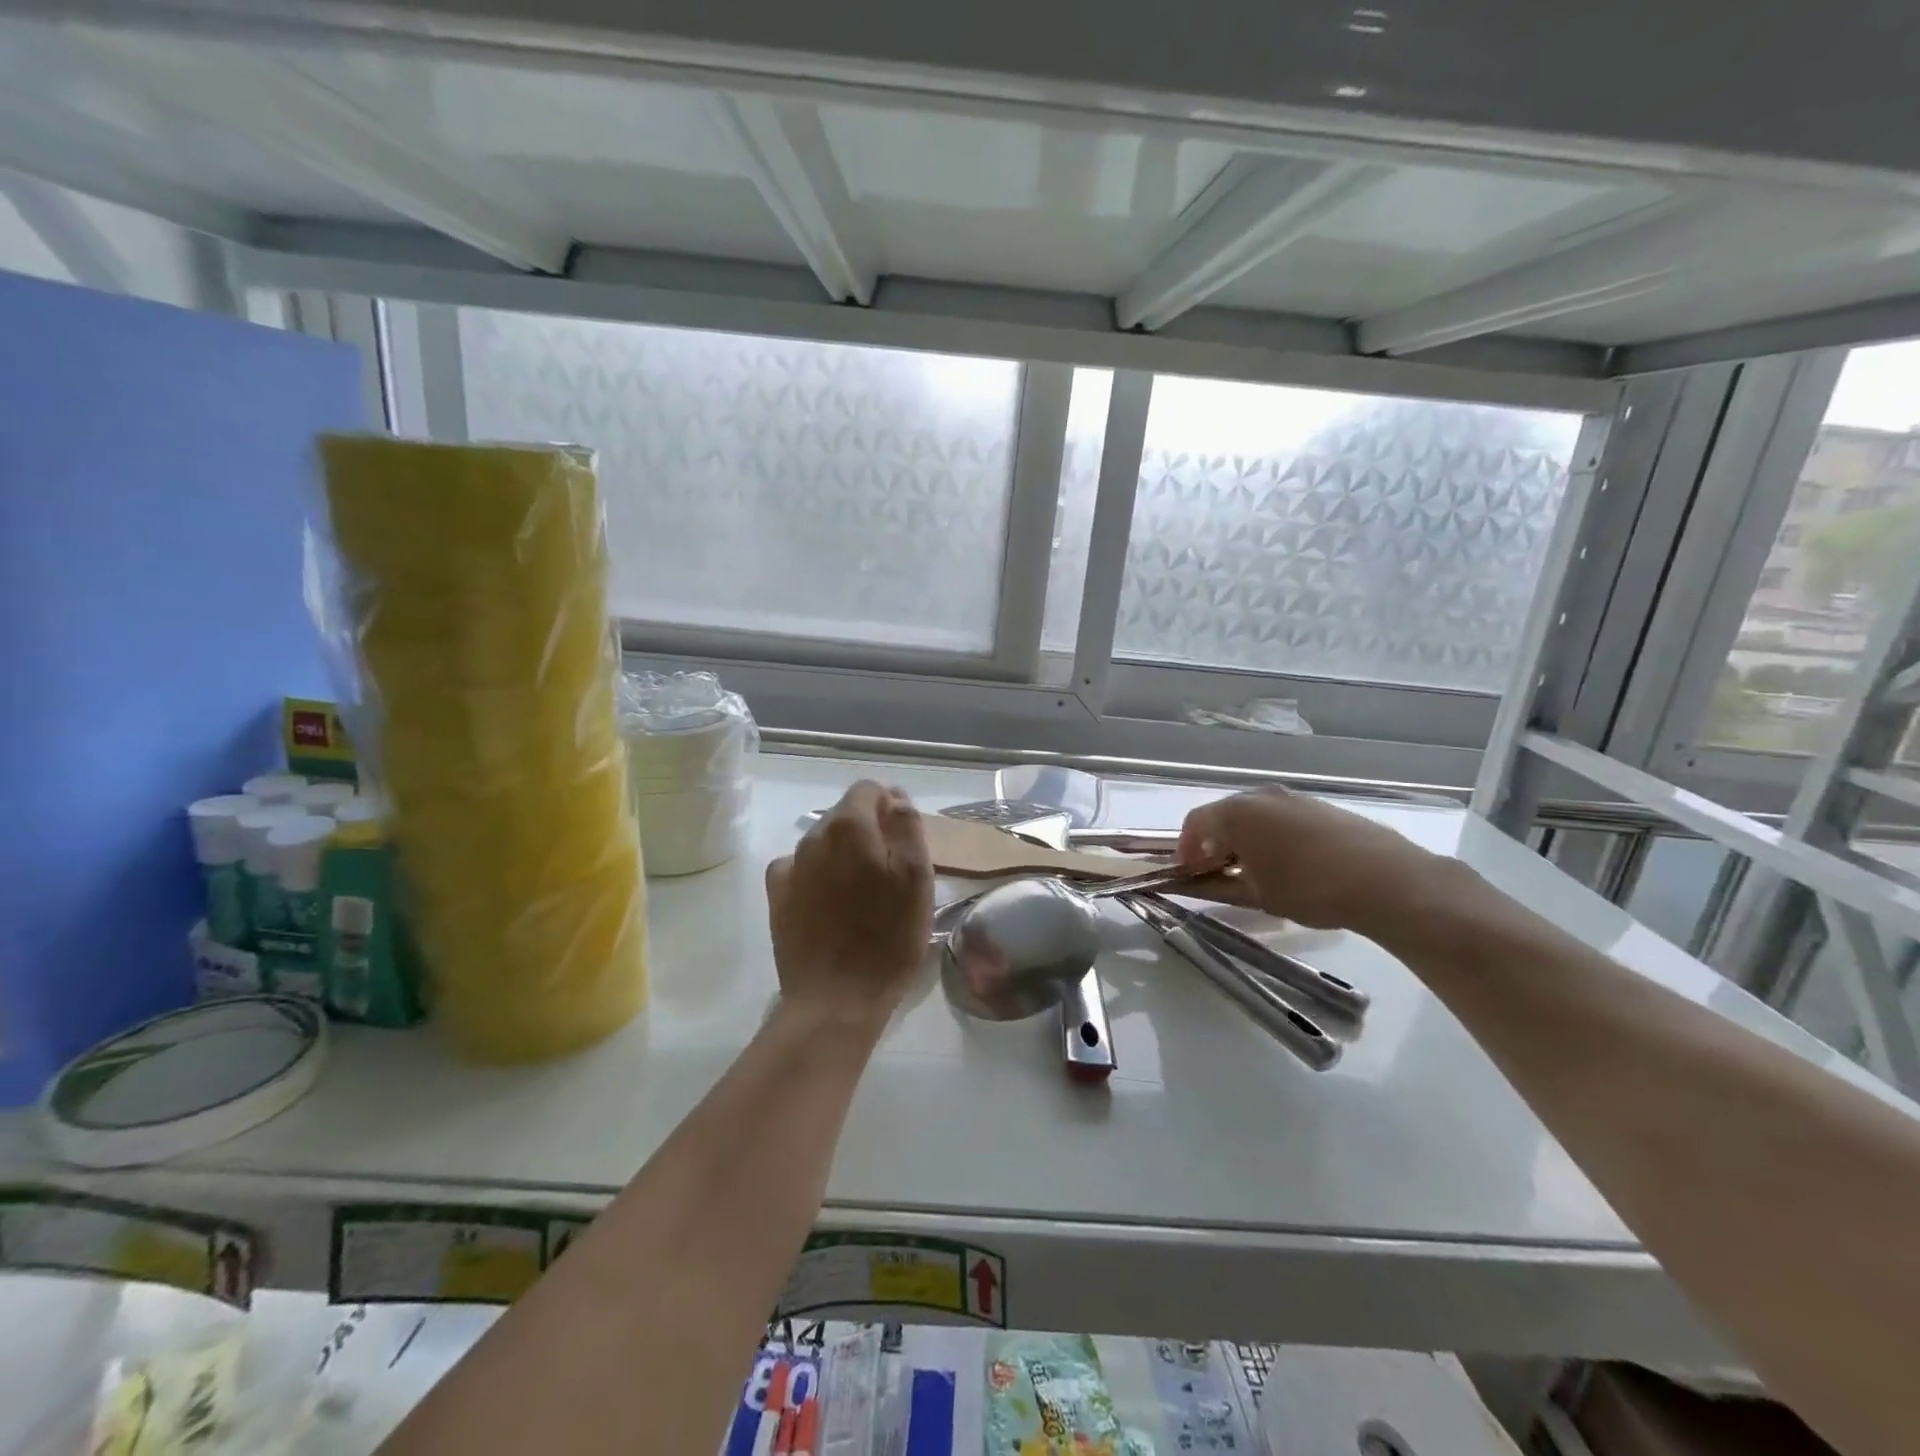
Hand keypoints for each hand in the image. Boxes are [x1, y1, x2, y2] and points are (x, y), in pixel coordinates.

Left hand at [766, 781, 933, 1025]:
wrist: (836, 999)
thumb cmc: (888, 938)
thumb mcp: (917, 878)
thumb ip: (908, 827)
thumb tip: (896, 800)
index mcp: (849, 826)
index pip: (869, 789)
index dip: (891, 803)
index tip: (906, 832)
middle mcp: (813, 836)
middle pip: (845, 814)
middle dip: (870, 828)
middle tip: (893, 866)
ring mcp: (790, 865)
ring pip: (824, 841)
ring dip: (845, 852)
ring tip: (865, 889)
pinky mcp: (776, 895)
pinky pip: (802, 867)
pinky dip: (819, 873)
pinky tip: (832, 901)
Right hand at [1178, 788, 1439, 931]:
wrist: (1386, 880)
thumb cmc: (1309, 889)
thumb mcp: (1256, 896)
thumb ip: (1216, 887)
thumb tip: (1189, 884)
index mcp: (1237, 813)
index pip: (1195, 823)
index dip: (1185, 849)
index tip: (1188, 874)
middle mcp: (1260, 796)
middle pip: (1223, 815)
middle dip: (1214, 844)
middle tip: (1217, 875)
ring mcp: (1293, 798)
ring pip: (1254, 816)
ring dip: (1243, 840)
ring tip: (1254, 873)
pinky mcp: (1320, 807)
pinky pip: (1280, 817)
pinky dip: (1271, 836)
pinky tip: (1288, 865)